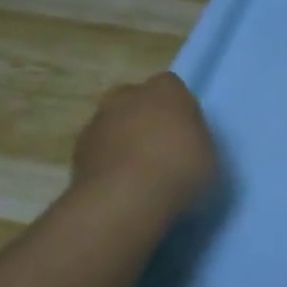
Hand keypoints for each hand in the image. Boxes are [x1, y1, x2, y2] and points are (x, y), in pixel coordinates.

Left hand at [71, 73, 218, 215]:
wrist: (126, 200)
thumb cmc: (180, 170)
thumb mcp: (210, 154)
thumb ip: (194, 140)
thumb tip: (186, 145)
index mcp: (166, 91)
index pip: (170, 86)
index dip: (176, 108)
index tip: (184, 131)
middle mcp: (128, 96)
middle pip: (134, 100)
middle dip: (142, 117)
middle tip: (158, 147)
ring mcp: (98, 122)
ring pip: (112, 125)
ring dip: (121, 141)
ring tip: (137, 174)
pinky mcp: (76, 152)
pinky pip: (97, 151)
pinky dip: (105, 163)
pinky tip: (119, 187)